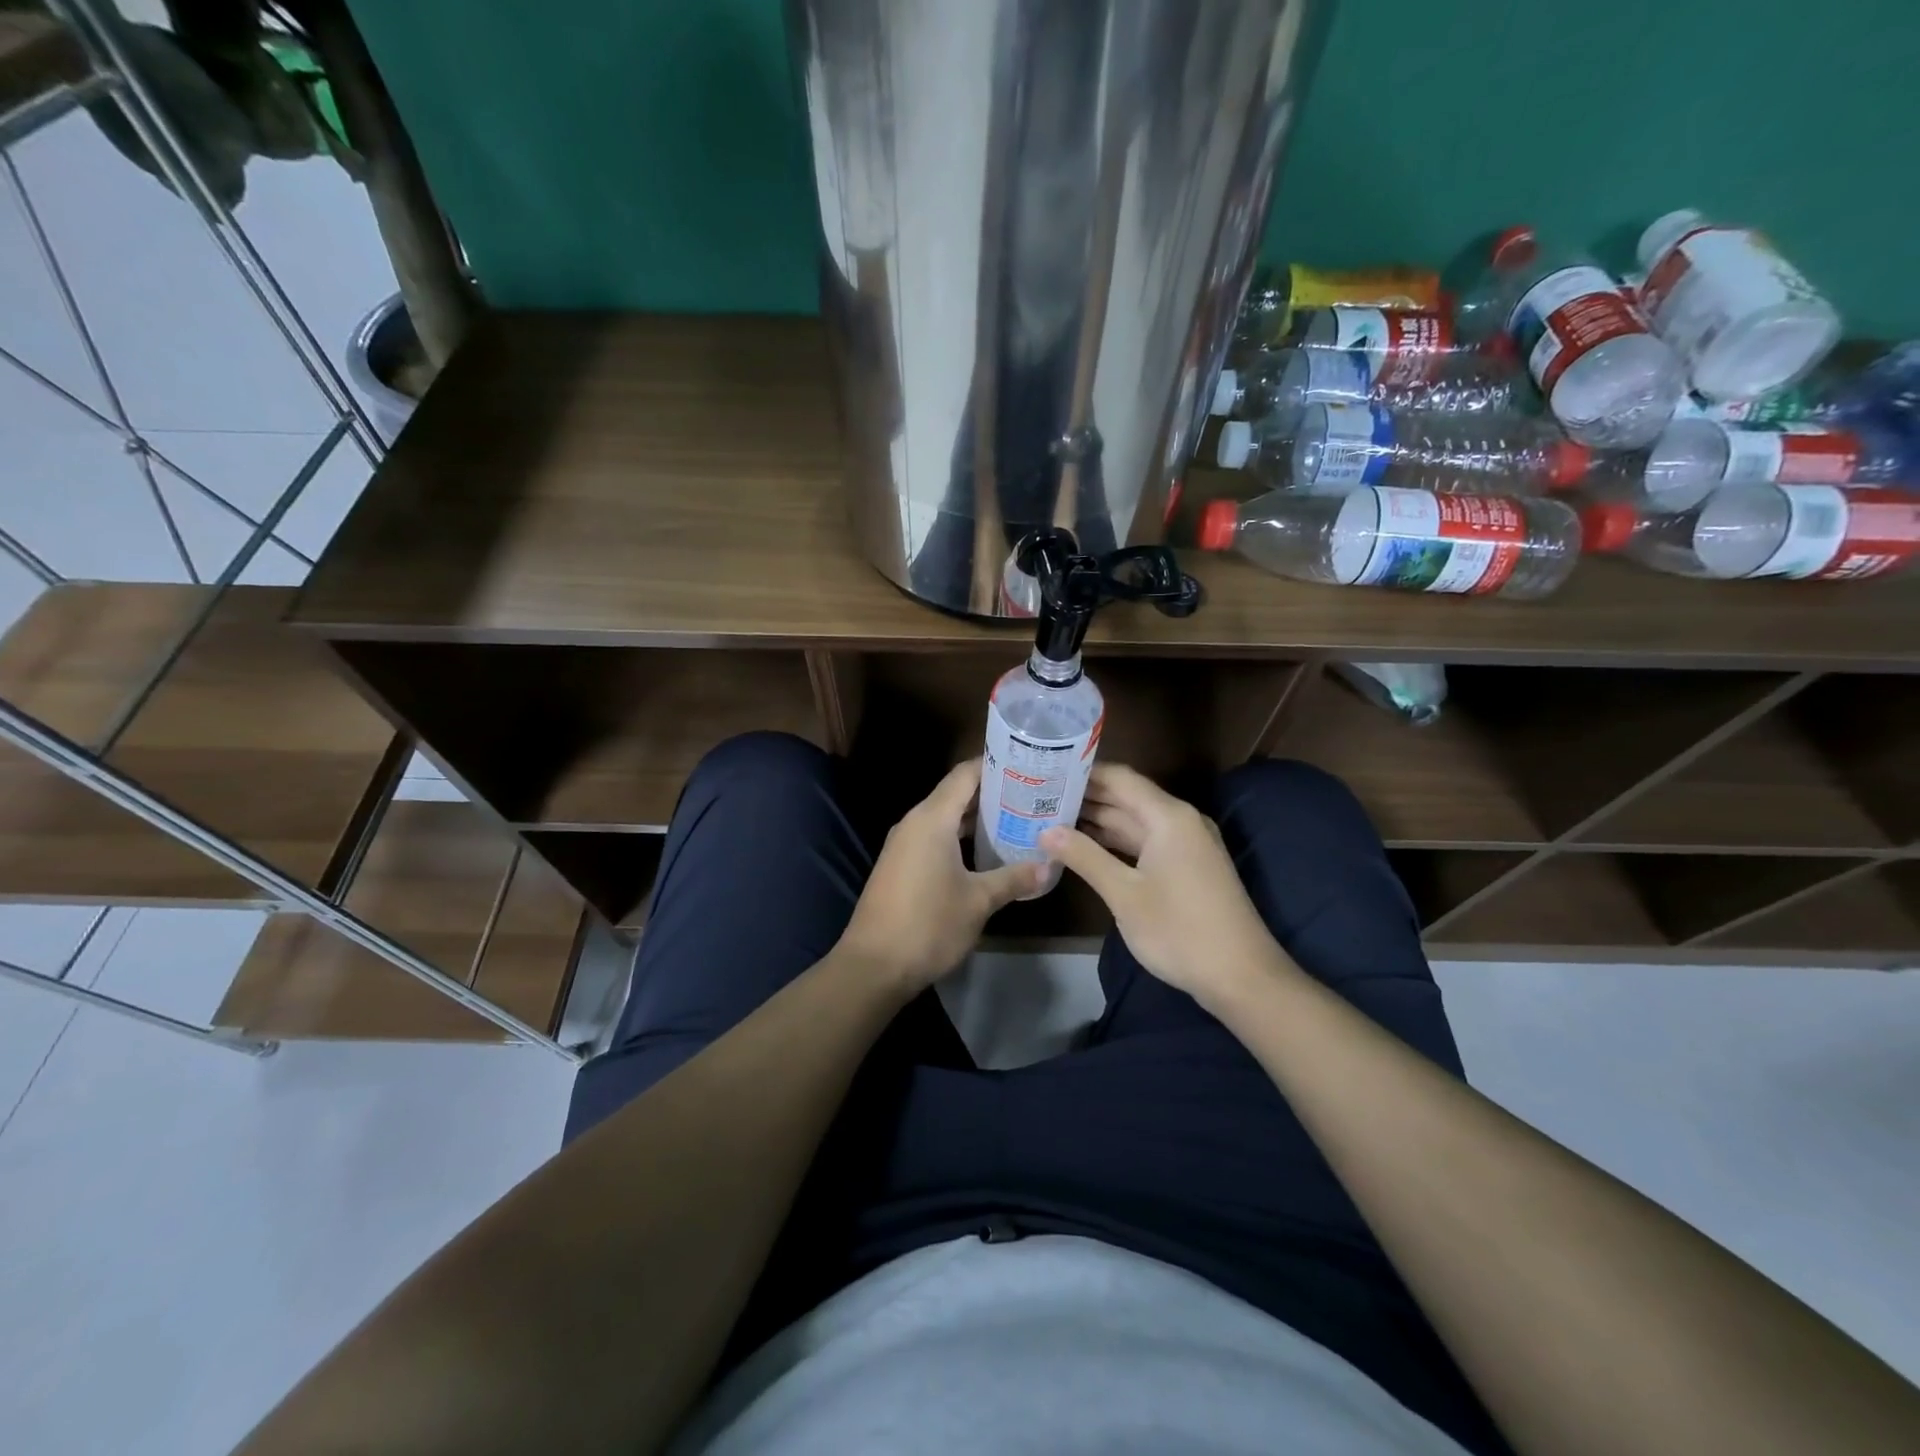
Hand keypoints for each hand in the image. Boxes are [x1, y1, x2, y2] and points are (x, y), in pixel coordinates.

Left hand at [839, 760, 1043, 991]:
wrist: (873, 966)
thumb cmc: (928, 925)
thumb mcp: (979, 901)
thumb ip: (1013, 879)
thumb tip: (1047, 867)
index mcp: (932, 819)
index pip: (966, 774)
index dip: (996, 766)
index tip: (1028, 765)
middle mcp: (914, 822)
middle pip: (955, 794)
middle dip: (992, 793)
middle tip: (1032, 795)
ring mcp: (903, 844)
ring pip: (944, 818)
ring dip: (976, 818)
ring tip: (1016, 820)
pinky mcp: (899, 865)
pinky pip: (934, 838)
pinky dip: (959, 837)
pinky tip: (984, 852)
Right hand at [1040, 764, 1283, 1009]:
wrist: (1241, 976)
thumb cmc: (1180, 930)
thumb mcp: (1124, 894)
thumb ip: (1084, 857)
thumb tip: (1046, 832)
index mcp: (1169, 817)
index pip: (1120, 778)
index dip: (1083, 774)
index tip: (1046, 774)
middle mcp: (1180, 821)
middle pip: (1126, 797)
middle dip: (1085, 798)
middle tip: (1039, 798)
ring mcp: (1186, 844)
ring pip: (1134, 822)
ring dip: (1097, 821)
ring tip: (1051, 819)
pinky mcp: (1186, 866)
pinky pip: (1145, 842)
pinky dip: (1114, 843)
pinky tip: (1084, 848)